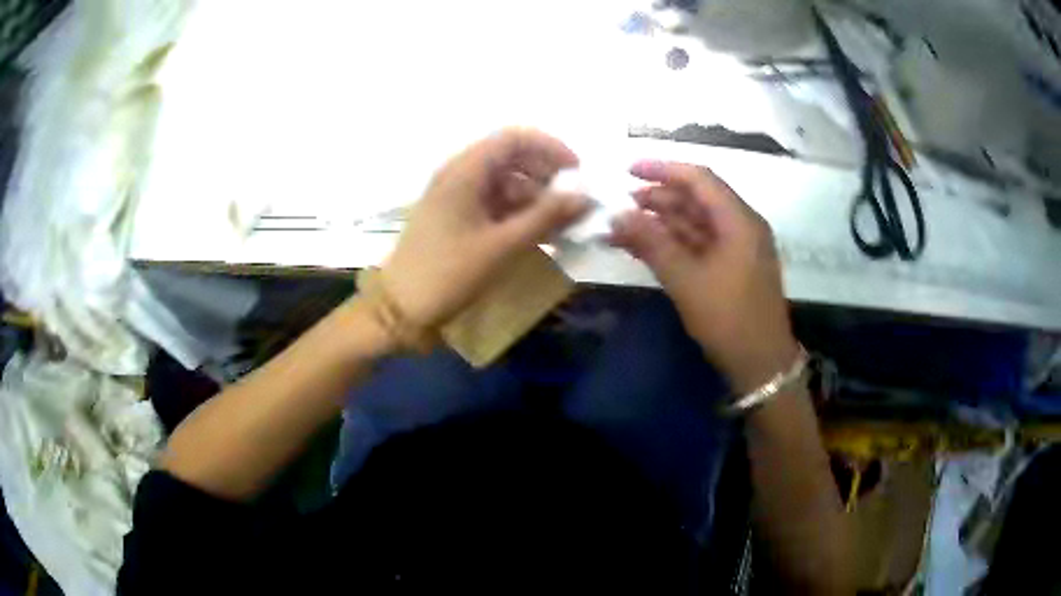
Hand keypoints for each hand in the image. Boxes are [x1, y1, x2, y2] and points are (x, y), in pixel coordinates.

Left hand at [380, 128, 589, 330]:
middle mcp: (459, 174)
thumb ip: (545, 216)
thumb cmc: (447, 274)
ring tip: (562, 224)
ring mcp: (455, 196)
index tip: (578, 173)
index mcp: (465, 171)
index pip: (515, 138)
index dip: (551, 148)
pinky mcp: (455, 216)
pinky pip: (494, 202)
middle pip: (512, 158)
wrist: (400, 310)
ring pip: (505, 182)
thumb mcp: (502, 246)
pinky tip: (538, 234)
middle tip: (573, 203)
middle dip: (547, 175)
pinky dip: (518, 213)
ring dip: (535, 197)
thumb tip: (584, 194)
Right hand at [610, 161, 798, 392]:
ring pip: (694, 223)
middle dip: (657, 199)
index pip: (700, 179)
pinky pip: (697, 245)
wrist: (760, 365)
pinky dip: (671, 244)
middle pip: (696, 200)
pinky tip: (642, 247)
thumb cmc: (729, 320)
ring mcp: (736, 249)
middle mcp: (740, 226)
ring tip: (623, 227)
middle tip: (620, 205)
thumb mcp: (687, 281)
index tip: (628, 170)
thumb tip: (617, 215)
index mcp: (739, 220)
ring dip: (660, 223)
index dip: (663, 169)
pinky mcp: (729, 269)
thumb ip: (652, 243)